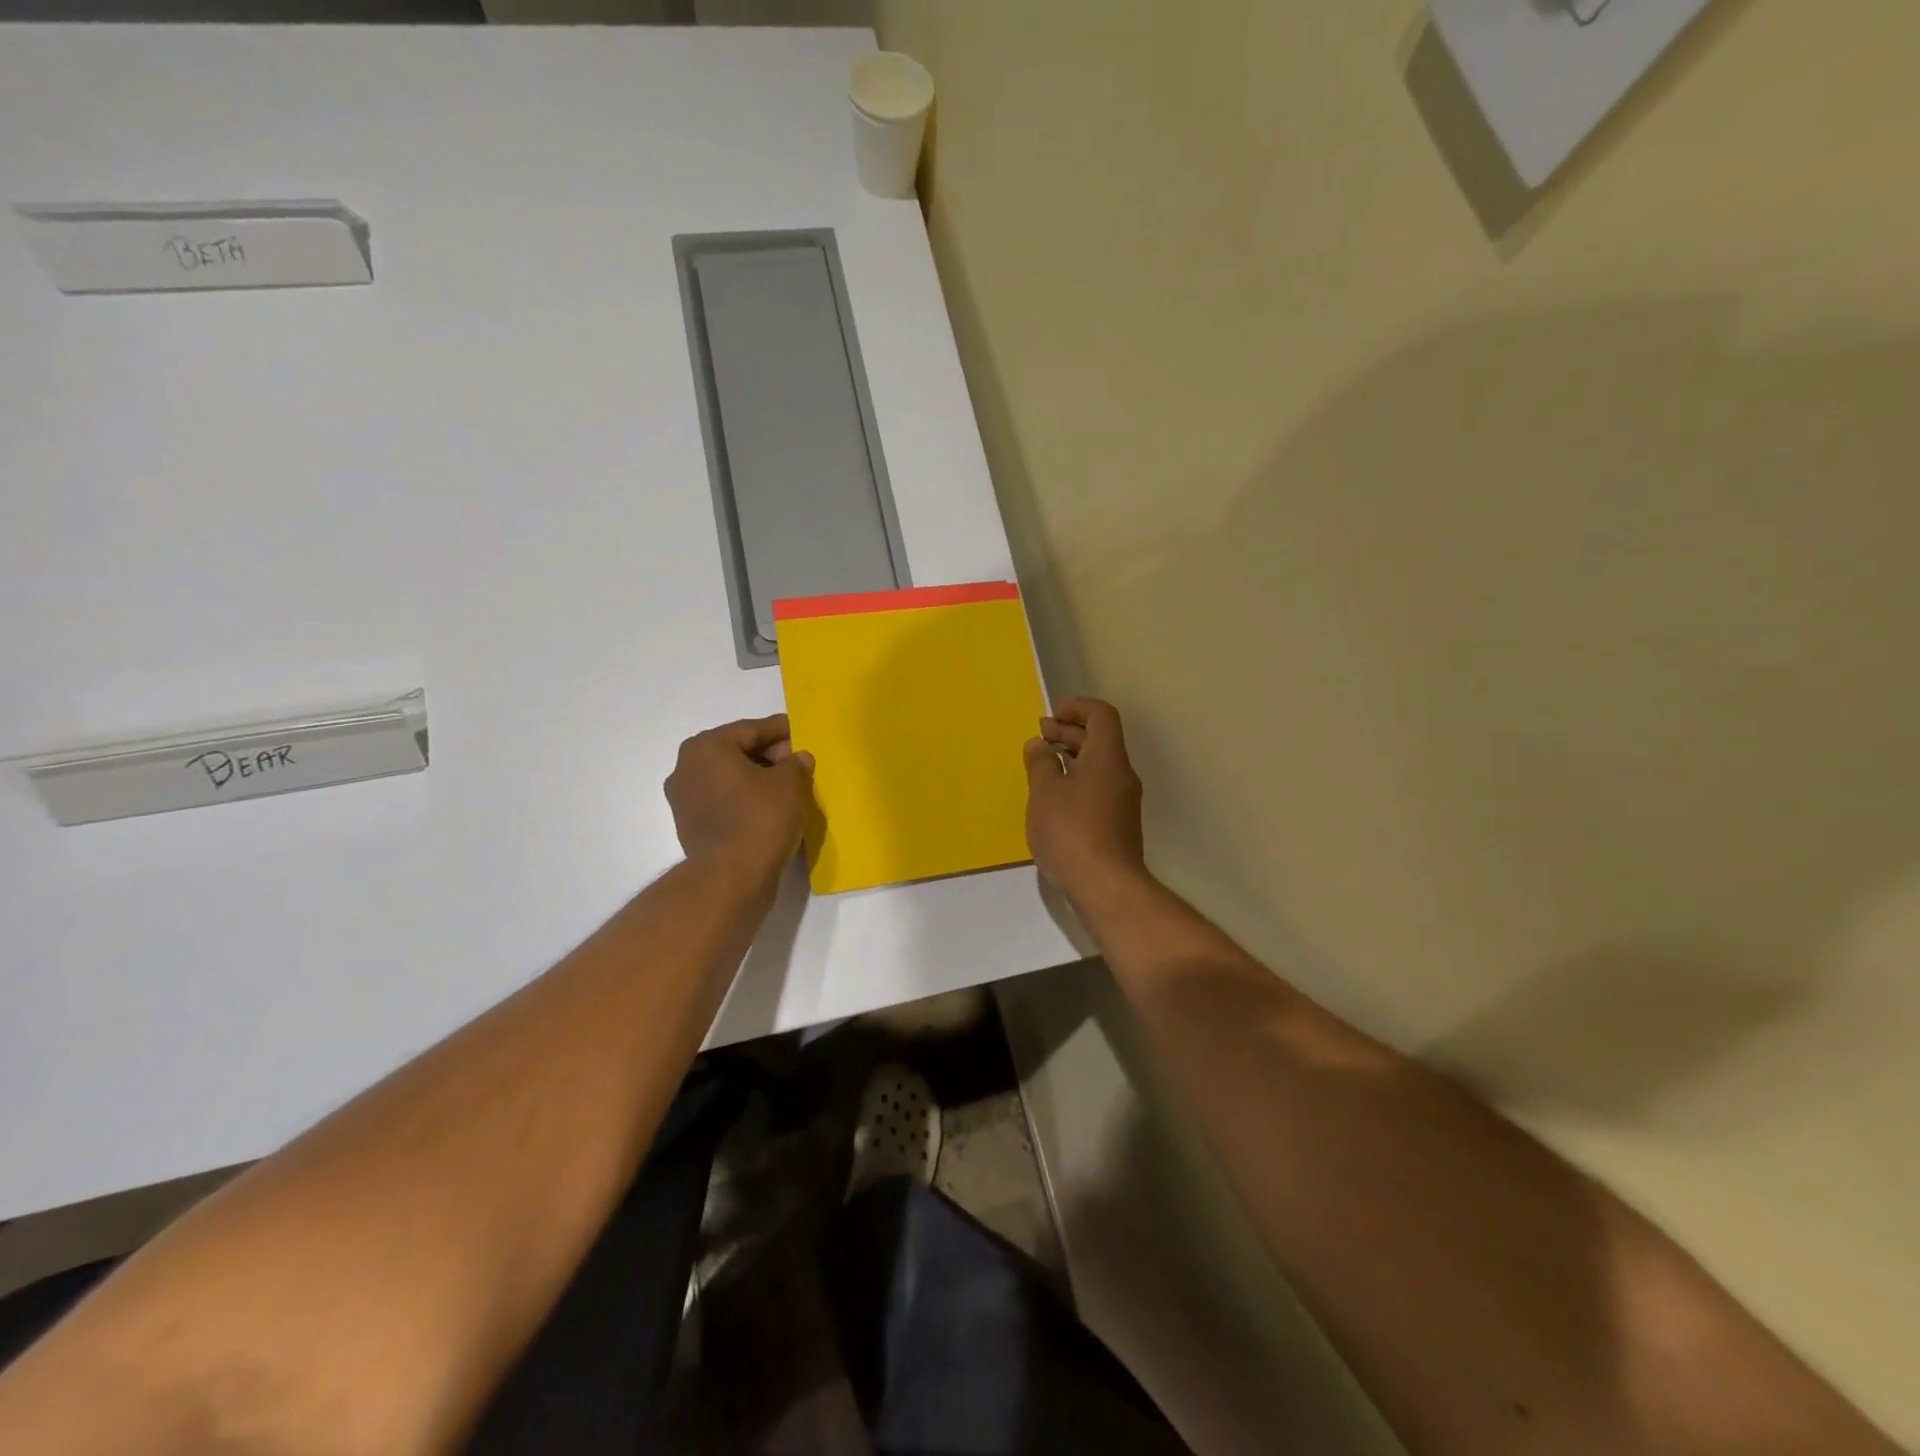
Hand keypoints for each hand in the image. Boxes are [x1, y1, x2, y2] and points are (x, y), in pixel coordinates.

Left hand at [666, 715, 814, 875]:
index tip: (801, 732)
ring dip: (756, 778)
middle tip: (797, 763)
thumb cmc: (760, 818)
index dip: (781, 730)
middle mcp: (686, 767)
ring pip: (729, 778)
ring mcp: (683, 799)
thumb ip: (795, 763)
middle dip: (768, 755)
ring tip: (787, 787)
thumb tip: (798, 758)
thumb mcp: (789, 783)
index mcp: (707, 747)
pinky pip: (723, 801)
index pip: (752, 729)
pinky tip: (769, 808)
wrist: (730, 877)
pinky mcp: (690, 825)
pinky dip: (744, 799)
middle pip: (736, 752)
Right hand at [1023, 697, 1147, 903]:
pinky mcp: (1118, 825)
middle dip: (1069, 732)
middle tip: (1040, 737)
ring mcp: (1122, 802)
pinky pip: (1098, 788)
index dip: (1077, 708)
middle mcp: (1121, 774)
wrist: (1107, 887)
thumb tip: (1039, 744)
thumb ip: (1040, 763)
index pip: (1101, 715)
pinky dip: (1077, 781)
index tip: (1051, 715)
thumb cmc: (1072, 832)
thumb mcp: (1045, 793)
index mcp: (1108, 758)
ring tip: (1041, 766)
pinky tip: (1054, 799)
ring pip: (1098, 766)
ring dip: (1071, 758)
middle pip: (1100, 740)